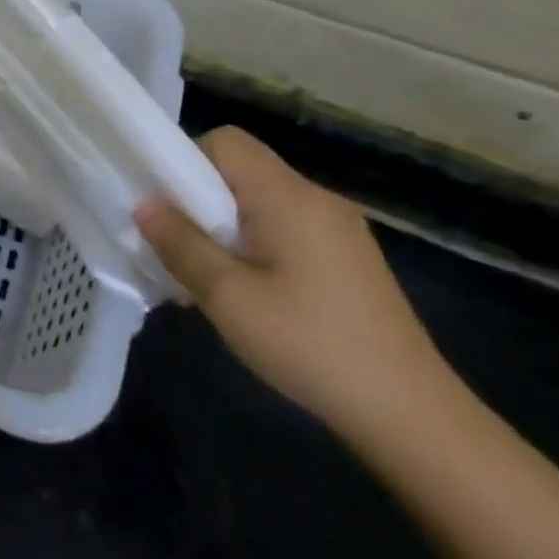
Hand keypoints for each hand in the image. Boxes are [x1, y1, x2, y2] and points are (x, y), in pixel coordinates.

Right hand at [133, 127, 450, 436]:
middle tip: (181, 243)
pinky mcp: (350, 258)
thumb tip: (144, 205)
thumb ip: (181, 244)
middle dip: (201, 197)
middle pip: (243, 169)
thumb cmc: (310, 345)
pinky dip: (256, 242)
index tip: (166, 204)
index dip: (185, 160)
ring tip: (211, 273)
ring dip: (226, 224)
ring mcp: (339, 229)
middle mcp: (317, 198)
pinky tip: (251, 291)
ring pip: (262, 200)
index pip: (226, 142)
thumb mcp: (228, 297)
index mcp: (288, 196)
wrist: (413, 416)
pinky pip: (286, 226)